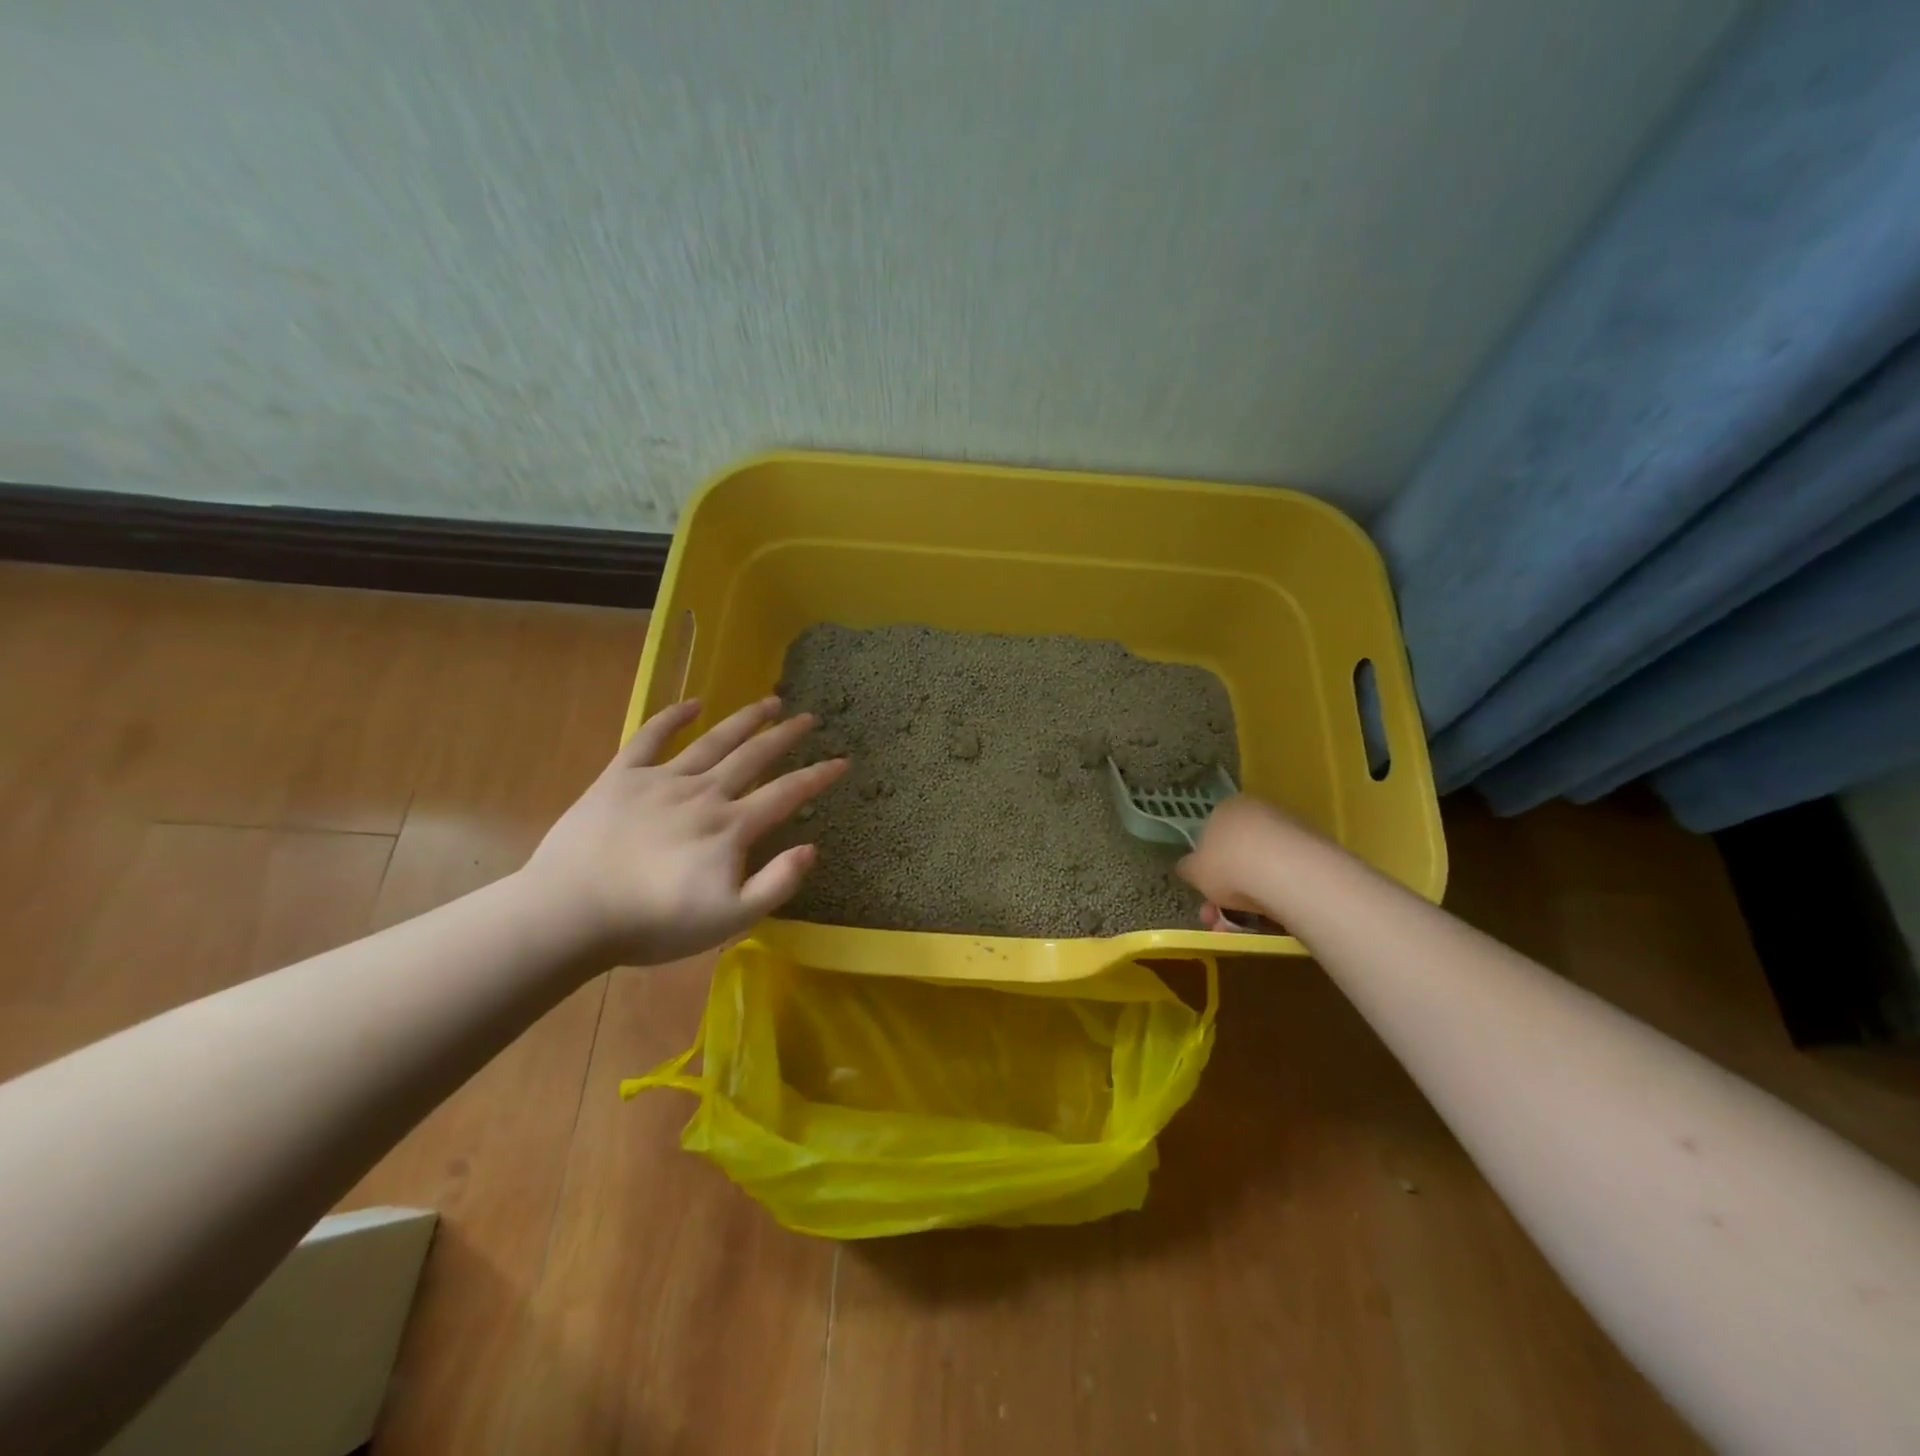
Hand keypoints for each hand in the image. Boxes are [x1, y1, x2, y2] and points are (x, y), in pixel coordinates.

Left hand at [522, 697, 847, 965]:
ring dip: (744, 719)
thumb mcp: (729, 920)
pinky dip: (672, 717)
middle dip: (785, 735)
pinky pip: (649, 738)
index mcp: (731, 826)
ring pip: (713, 741)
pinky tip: (692, 704)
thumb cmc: (653, 924)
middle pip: (754, 756)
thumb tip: (811, 847)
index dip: (818, 776)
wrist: (571, 913)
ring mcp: (661, 780)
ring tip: (768, 701)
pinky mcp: (621, 777)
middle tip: (808, 717)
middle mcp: (703, 793)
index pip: (786, 794)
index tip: (842, 760)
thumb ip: (776, 884)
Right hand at [1175, 795, 1304, 930]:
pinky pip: (1286, 881)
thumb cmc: (1229, 864)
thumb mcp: (1194, 870)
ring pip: (1261, 873)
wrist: (1289, 874)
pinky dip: (1274, 901)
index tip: (1204, 893)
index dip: (1205, 867)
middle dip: (1224, 893)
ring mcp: (1291, 833)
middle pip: (1237, 857)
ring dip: (1246, 903)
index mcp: (1228, 808)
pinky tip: (1268, 923)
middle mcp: (1260, 813)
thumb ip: (1189, 868)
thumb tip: (1189, 867)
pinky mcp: (1316, 856)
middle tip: (1217, 921)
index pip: (1211, 834)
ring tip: (1239, 930)